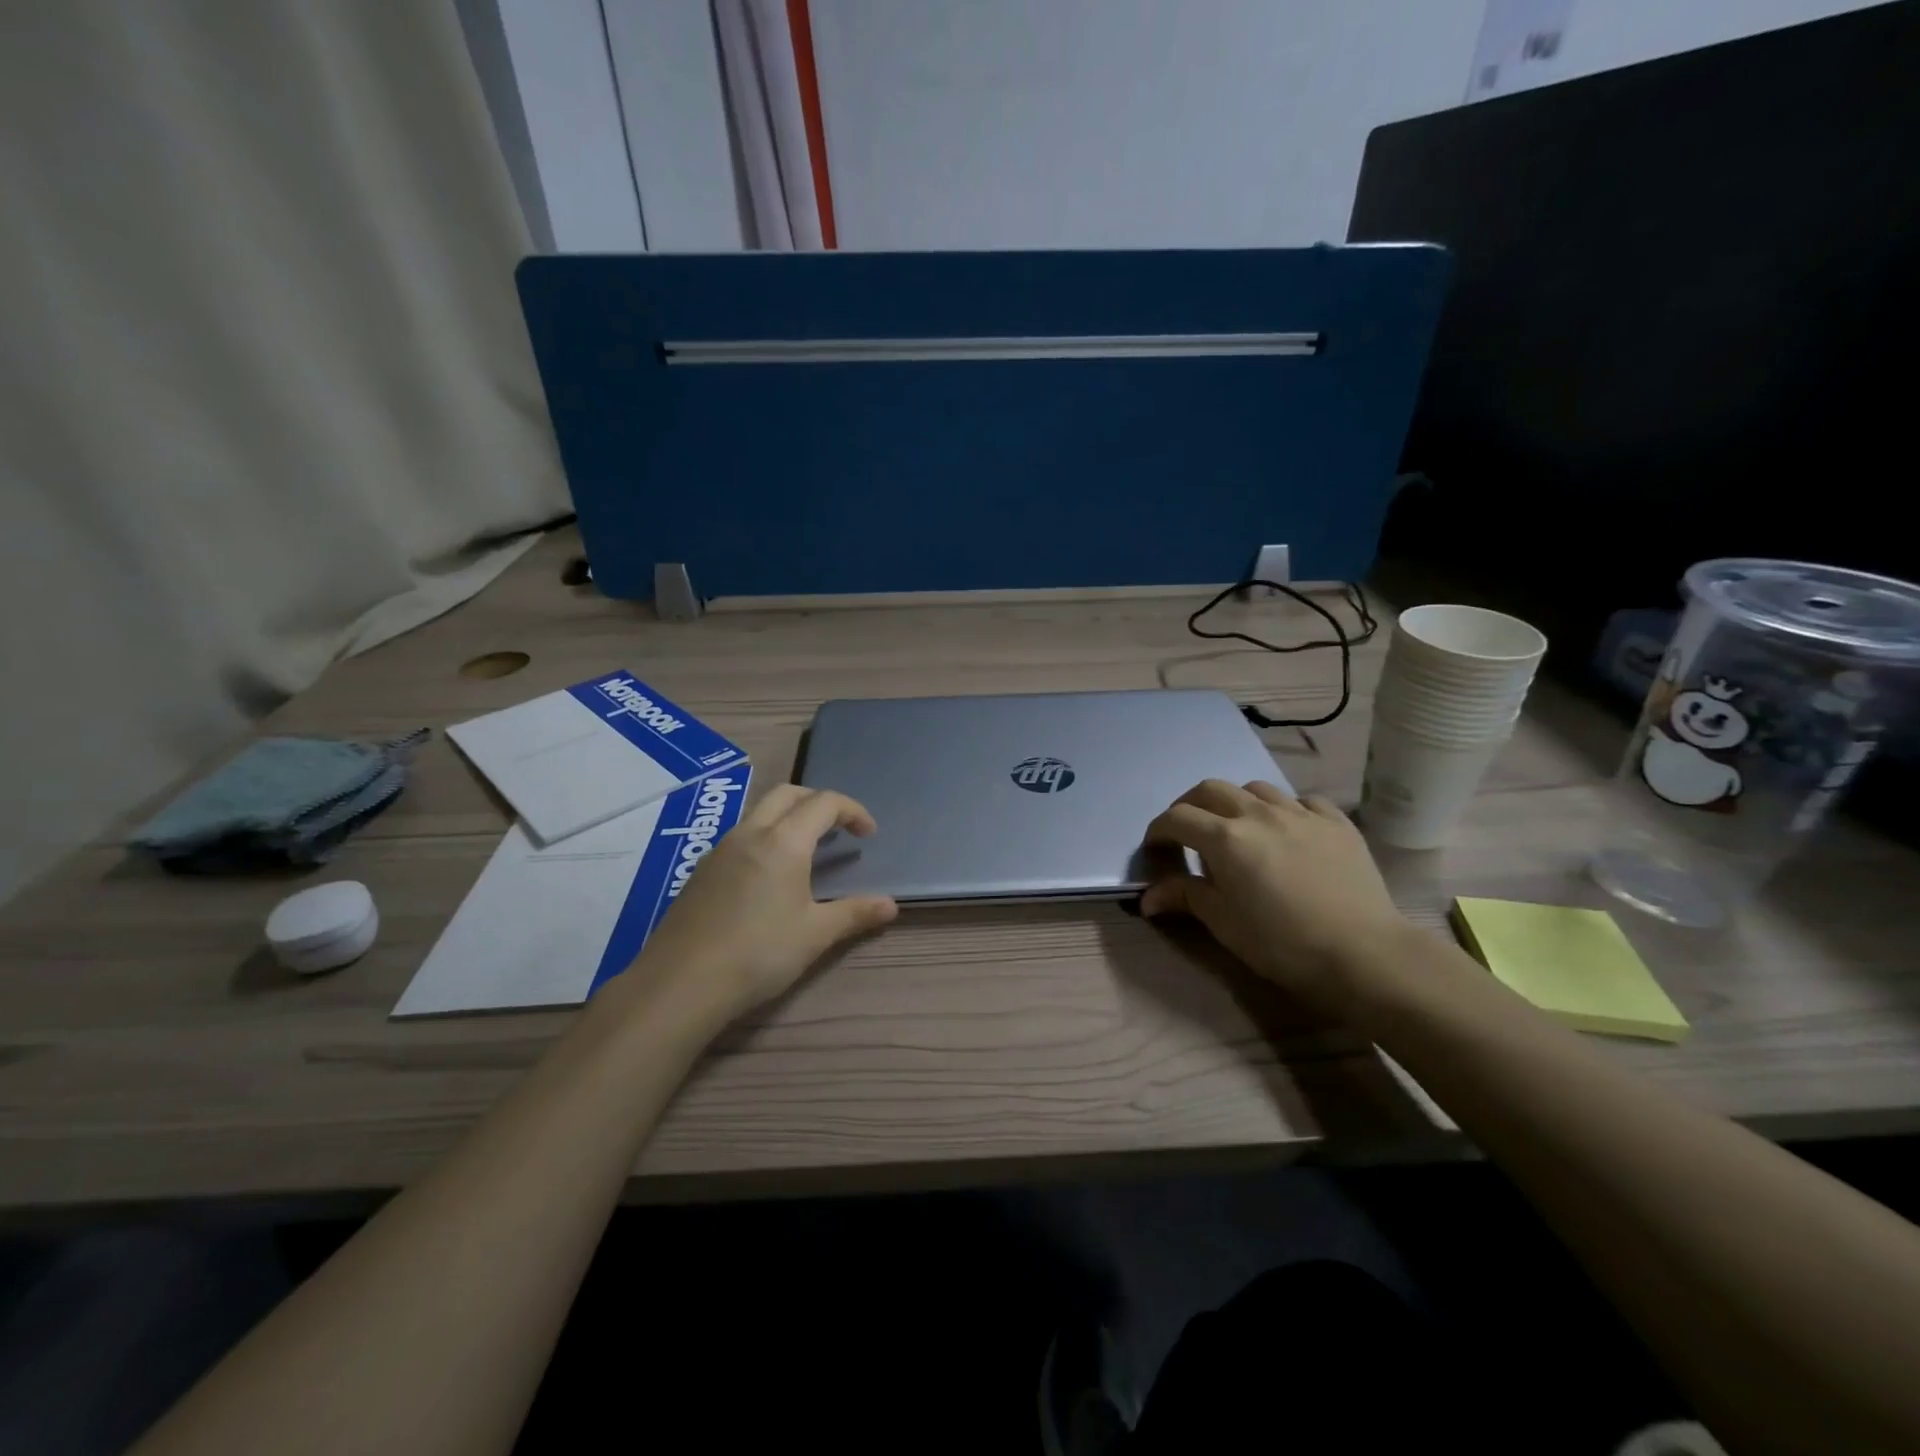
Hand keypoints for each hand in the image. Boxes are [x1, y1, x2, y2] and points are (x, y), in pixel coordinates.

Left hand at [629, 784, 897, 1022]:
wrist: (681, 983)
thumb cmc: (758, 954)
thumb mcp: (815, 935)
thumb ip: (854, 914)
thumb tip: (891, 905)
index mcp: (783, 842)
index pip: (824, 803)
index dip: (852, 810)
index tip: (868, 834)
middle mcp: (750, 833)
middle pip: (788, 794)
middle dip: (818, 802)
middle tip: (838, 828)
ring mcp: (720, 850)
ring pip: (760, 812)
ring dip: (789, 817)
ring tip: (808, 851)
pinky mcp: (701, 871)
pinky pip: (741, 836)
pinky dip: (765, 837)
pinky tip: (769, 877)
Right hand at [1140, 780, 1412, 1013]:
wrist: (1364, 954)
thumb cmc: (1282, 943)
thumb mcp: (1224, 924)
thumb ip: (1185, 897)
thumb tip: (1149, 897)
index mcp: (1226, 838)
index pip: (1177, 818)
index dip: (1158, 832)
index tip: (1155, 851)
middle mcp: (1259, 813)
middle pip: (1210, 789)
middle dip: (1190, 806)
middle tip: (1187, 834)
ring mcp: (1301, 813)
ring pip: (1255, 788)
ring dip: (1236, 803)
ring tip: (1238, 829)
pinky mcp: (1337, 822)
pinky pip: (1302, 800)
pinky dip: (1284, 809)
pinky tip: (1288, 831)